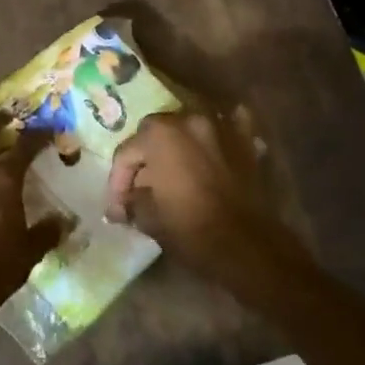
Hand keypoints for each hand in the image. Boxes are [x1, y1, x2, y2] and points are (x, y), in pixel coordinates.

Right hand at [105, 109, 298, 282]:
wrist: (246, 245)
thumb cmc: (190, 229)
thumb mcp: (148, 218)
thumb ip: (131, 202)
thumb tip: (123, 204)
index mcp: (159, 134)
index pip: (127, 152)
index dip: (118, 182)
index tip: (118, 209)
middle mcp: (189, 119)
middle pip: (155, 134)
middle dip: (145, 158)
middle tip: (141, 188)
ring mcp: (221, 126)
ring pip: (189, 127)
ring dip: (178, 144)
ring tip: (173, 172)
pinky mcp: (246, 140)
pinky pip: (227, 126)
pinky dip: (216, 135)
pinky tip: (212, 146)